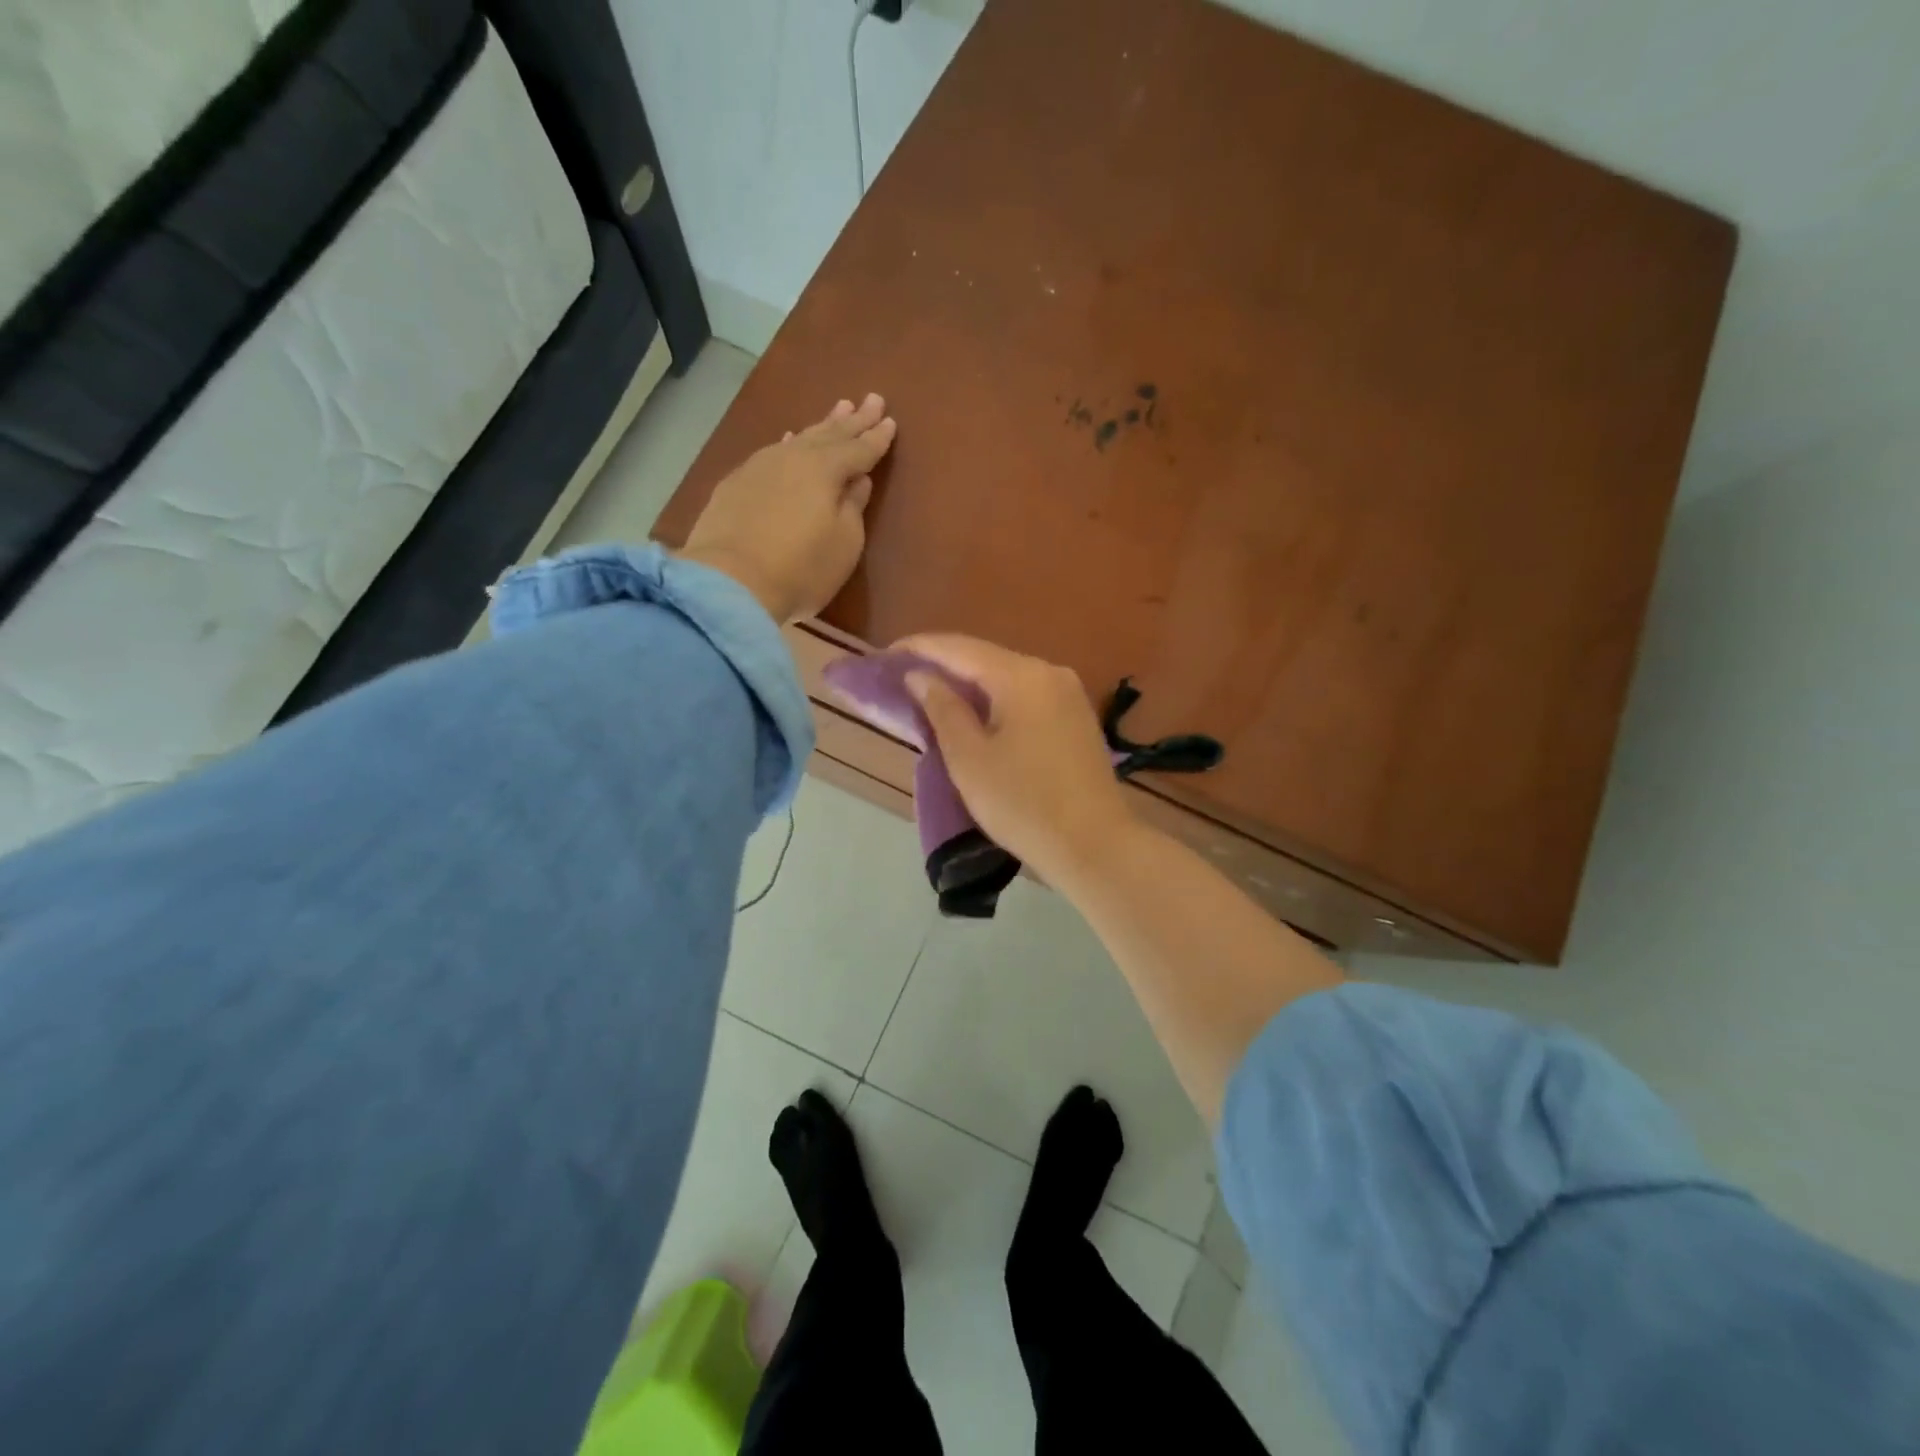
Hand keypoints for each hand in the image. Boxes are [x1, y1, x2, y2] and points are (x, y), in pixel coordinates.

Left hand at [681, 394, 896, 622]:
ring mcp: (760, 467)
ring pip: (799, 438)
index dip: (877, 438)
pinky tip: (788, 438)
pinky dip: (788, 442)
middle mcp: (793, 458)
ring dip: (821, 425)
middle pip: (829, 434)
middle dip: (852, 420)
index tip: (891, 421)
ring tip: (838, 409)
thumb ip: (853, 508)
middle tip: (871, 399)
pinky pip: (772, 452)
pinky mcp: (736, 483)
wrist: (729, 582)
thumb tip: (858, 481)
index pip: (859, 449)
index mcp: (826, 470)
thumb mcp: (844, 544)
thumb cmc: (801, 569)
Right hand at [894, 634, 1136, 883]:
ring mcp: (1069, 694)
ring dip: (969, 685)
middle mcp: (1049, 672)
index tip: (885, 656)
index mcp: (1022, 676)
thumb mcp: (969, 758)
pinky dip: (995, 701)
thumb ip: (942, 709)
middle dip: (943, 666)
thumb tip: (921, 676)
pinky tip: (975, 715)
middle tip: (903, 679)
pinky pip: (1026, 697)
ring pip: (1007, 678)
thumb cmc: (1023, 803)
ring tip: (931, 696)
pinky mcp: (1077, 718)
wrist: (1095, 846)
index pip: (960, 648)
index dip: (919, 648)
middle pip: (985, 658)